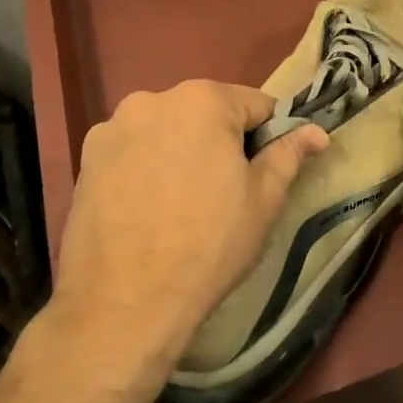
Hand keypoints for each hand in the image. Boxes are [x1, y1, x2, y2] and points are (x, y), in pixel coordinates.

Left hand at [41, 80, 326, 365]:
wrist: (124, 303)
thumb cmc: (209, 244)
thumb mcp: (264, 199)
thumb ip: (289, 153)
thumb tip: (316, 132)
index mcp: (203, 100)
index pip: (256, 105)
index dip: (270, 137)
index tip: (266, 172)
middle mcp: (153, 99)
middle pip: (206, 113)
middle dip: (222, 142)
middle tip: (226, 192)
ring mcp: (113, 128)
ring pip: (167, 131)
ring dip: (181, 152)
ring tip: (182, 203)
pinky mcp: (85, 158)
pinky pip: (133, 151)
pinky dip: (146, 167)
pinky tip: (148, 208)